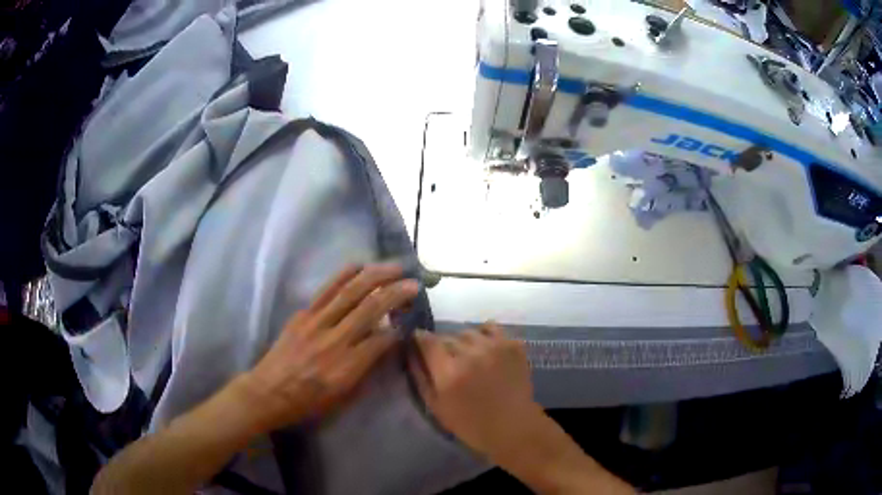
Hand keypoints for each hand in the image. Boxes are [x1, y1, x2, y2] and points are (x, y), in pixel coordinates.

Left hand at [239, 264, 417, 431]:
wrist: (269, 392)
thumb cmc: (308, 402)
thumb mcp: (343, 396)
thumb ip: (366, 368)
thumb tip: (384, 342)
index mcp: (346, 367)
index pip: (382, 339)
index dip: (400, 327)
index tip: (411, 317)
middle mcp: (334, 341)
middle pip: (370, 309)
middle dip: (396, 293)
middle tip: (414, 283)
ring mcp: (315, 323)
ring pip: (350, 292)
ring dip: (376, 276)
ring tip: (395, 266)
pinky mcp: (303, 314)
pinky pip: (327, 289)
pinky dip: (345, 275)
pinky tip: (360, 266)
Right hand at [410, 324, 544, 462]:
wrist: (513, 427)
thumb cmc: (470, 424)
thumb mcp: (436, 406)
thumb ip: (420, 376)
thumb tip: (410, 351)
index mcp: (449, 372)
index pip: (426, 340)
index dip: (420, 339)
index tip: (419, 343)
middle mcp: (470, 354)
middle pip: (447, 336)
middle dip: (442, 347)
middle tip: (448, 362)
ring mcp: (494, 346)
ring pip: (468, 331)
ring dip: (463, 342)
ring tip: (468, 357)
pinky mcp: (512, 345)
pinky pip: (491, 328)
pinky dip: (484, 335)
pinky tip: (485, 349)